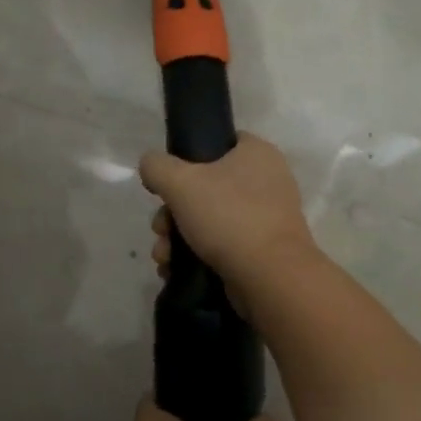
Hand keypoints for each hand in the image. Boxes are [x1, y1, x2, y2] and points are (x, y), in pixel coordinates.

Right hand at [141, 133, 318, 307]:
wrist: (269, 277)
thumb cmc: (228, 216)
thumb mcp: (180, 182)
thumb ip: (157, 166)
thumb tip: (151, 166)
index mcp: (256, 154)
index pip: (217, 143)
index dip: (186, 159)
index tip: (167, 182)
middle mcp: (266, 181)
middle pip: (205, 188)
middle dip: (172, 213)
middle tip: (161, 229)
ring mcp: (266, 218)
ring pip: (209, 220)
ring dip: (178, 238)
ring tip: (164, 258)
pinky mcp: (262, 251)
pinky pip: (221, 245)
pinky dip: (196, 256)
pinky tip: (174, 270)